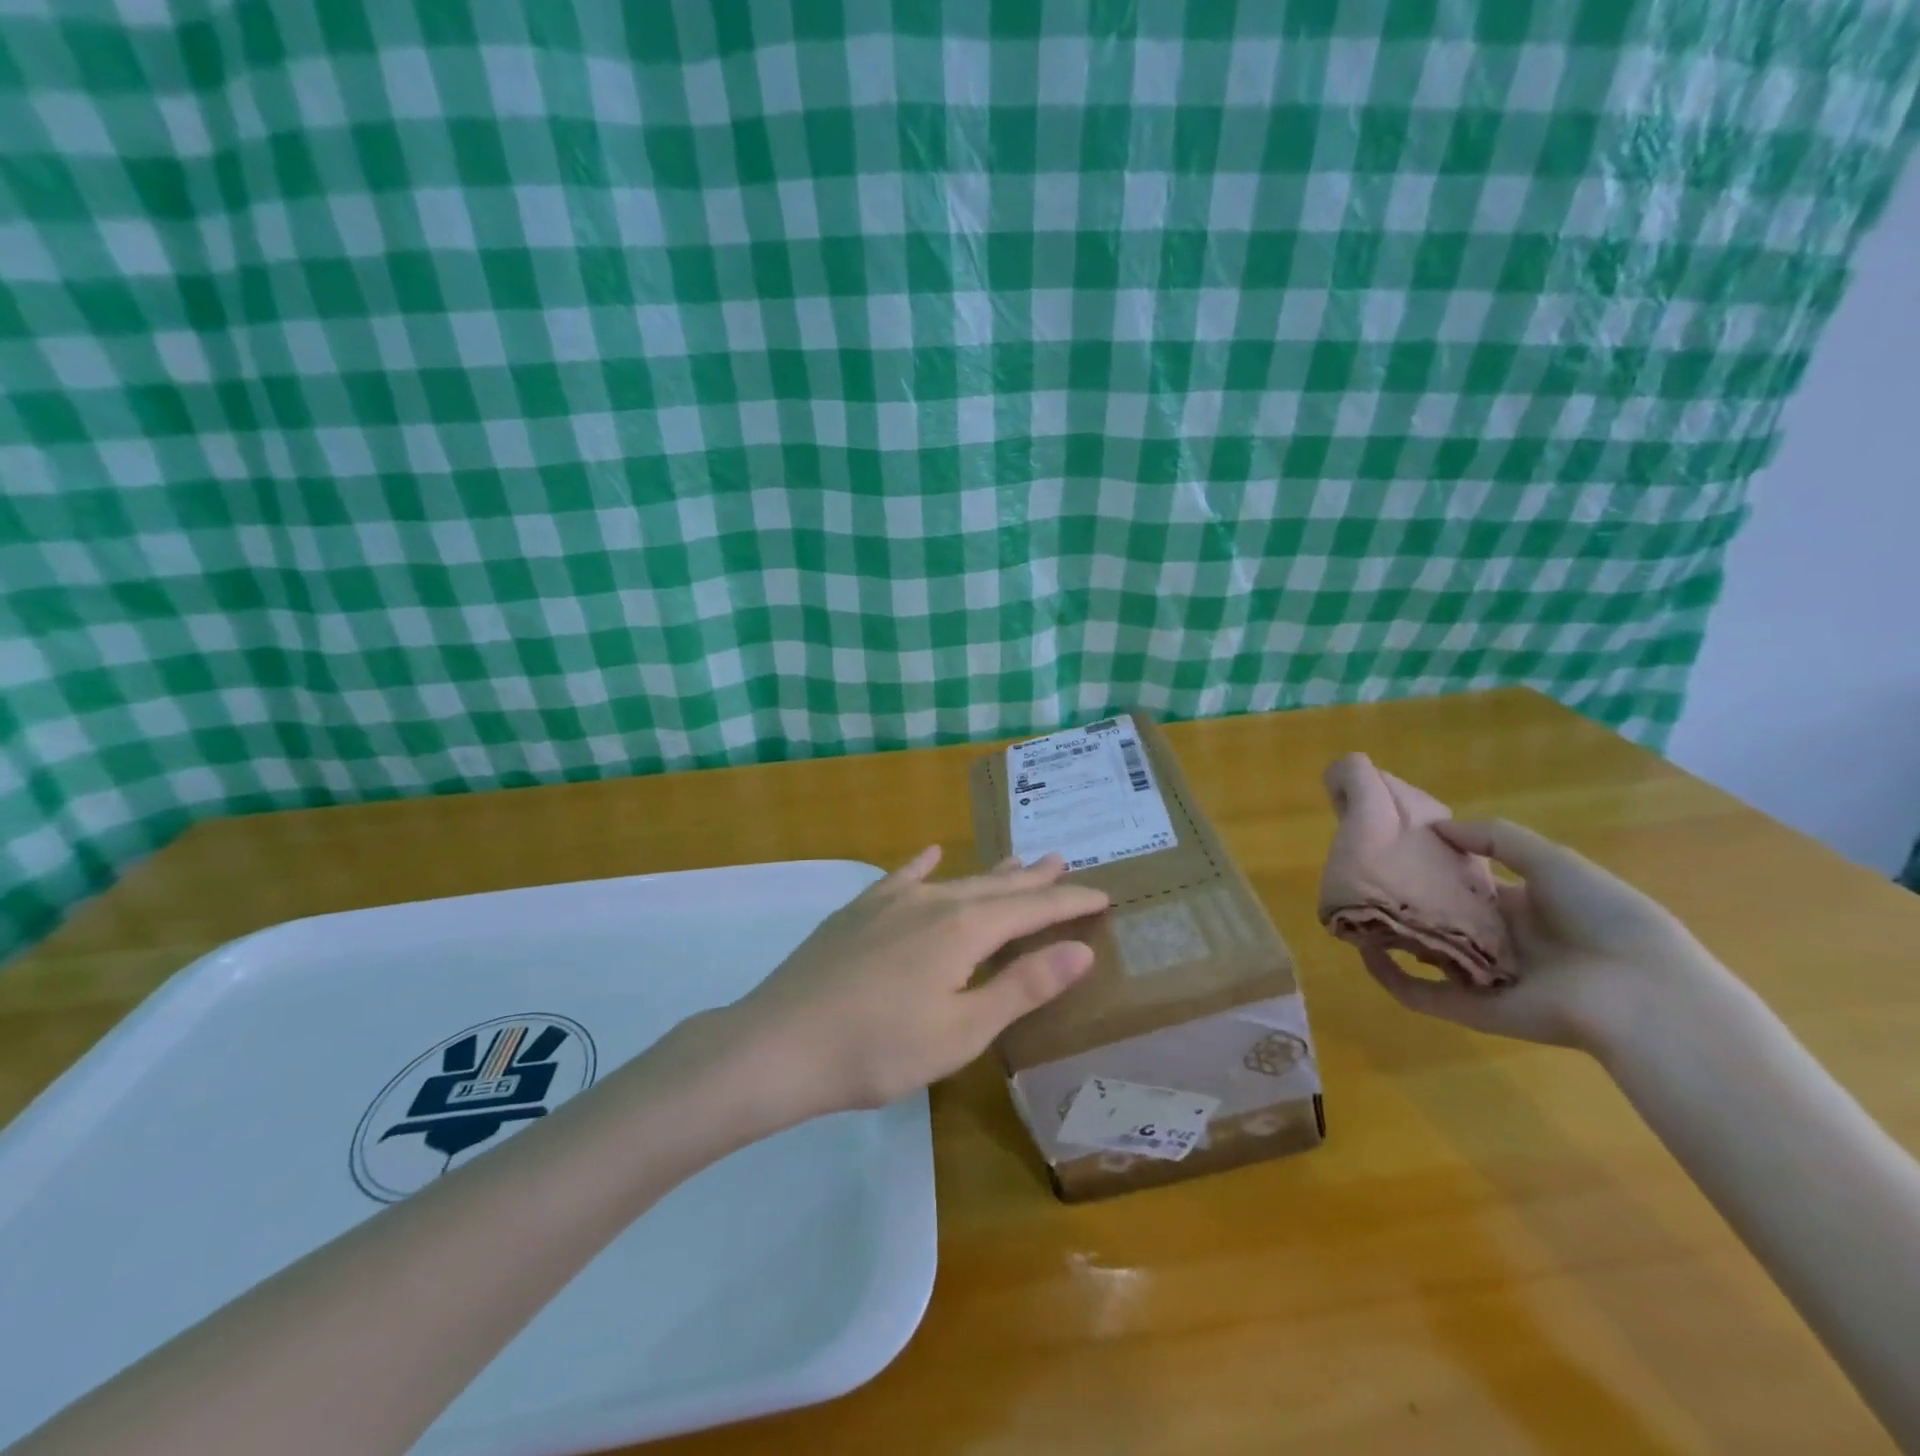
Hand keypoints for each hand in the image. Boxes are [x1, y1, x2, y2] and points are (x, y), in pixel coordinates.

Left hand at [721, 846, 1108, 1118]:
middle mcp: (932, 901)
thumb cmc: (879, 1049)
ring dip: (990, 873)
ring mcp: (890, 902)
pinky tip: (929, 853)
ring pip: (954, 879)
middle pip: (995, 886)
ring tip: (1017, 860)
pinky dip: (921, 866)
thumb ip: (1022, 986)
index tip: (1103, 895)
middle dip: (1034, 879)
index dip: (1069, 902)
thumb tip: (1080, 949)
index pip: (1031, 909)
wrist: (780, 1044)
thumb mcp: (962, 1030)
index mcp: (964, 929)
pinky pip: (900, 878)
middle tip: (1063, 861)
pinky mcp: (858, 912)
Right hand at [1354, 818, 1723, 1052]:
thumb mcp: (1553, 861)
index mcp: (1522, 908)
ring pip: (1425, 954)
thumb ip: (1495, 838)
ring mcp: (1482, 976)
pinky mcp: (1469, 1008)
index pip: (1466, 885)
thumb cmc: (1605, 917)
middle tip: (1365, 878)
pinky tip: (1365, 951)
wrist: (1642, 994)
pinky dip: (1390, 976)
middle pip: (1442, 919)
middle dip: (1407, 900)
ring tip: (1352, 912)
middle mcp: (1499, 941)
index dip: (1434, 867)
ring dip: (1391, 936)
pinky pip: (1420, 994)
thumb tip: (1436, 828)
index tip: (1396, 848)